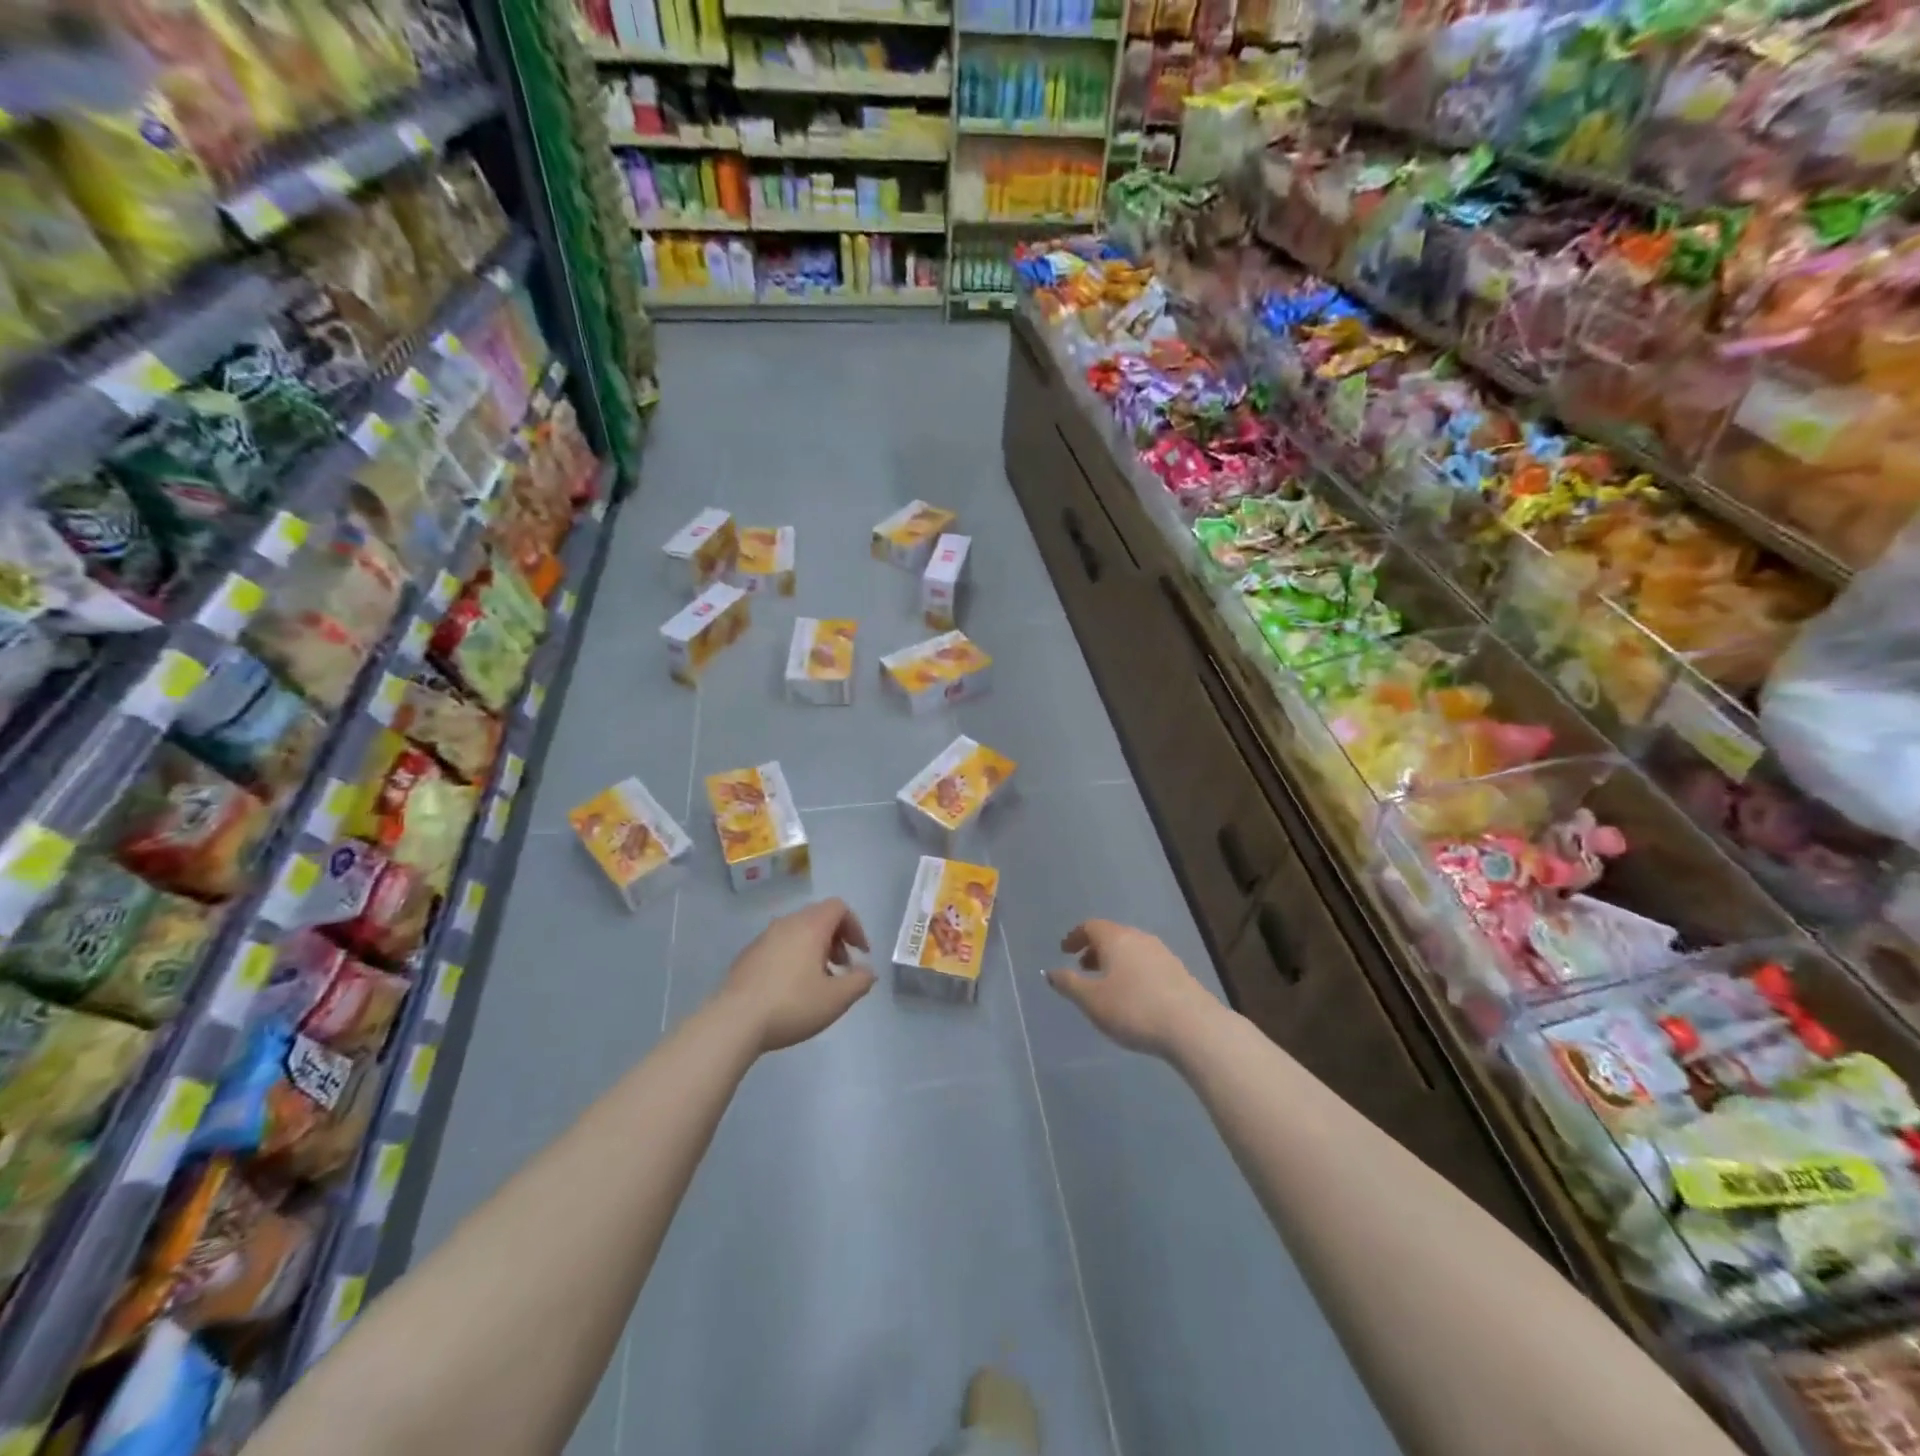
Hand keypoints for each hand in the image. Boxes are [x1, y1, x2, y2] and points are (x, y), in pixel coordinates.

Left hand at [715, 898, 876, 1052]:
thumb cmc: (792, 1005)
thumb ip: (859, 982)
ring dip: (815, 949)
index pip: (838, 907)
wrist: (734, 1021)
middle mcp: (786, 924)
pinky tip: (790, 989)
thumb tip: (867, 971)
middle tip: (842, 967)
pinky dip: (794, 956)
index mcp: (810, 926)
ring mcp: (763, 938)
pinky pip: (779, 945)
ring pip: (798, 931)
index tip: (861, 953)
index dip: (855, 926)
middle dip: (836, 939)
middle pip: (818, 917)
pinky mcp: (747, 955)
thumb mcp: (836, 999)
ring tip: (818, 981)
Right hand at [1046, 919, 1217, 1057]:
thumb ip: (1069, 984)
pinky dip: (1132, 971)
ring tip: (1106, 984)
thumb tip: (1051, 972)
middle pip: (1112, 935)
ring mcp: (1162, 953)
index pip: (1091, 926)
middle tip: (1082, 967)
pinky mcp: (1179, 972)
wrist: (1193, 1027)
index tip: (1064, 950)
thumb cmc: (1134, 1009)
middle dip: (1095, 949)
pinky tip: (1133, 995)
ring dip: (1114, 961)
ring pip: (1131, 949)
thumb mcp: (1092, 1000)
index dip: (1075, 937)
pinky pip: (1146, 963)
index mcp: (1116, 938)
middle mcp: (1139, 938)